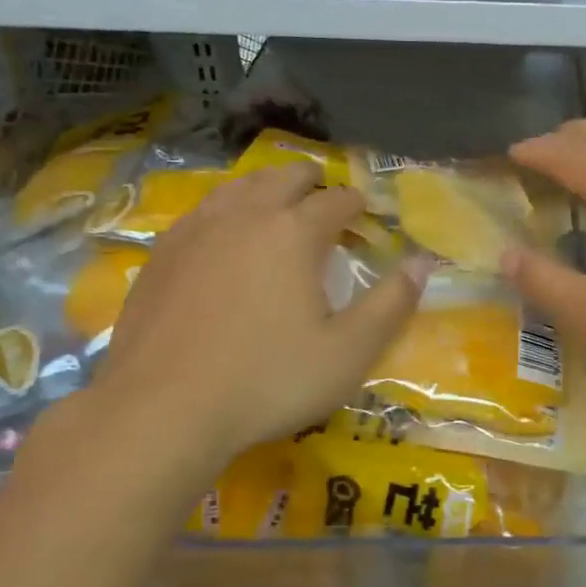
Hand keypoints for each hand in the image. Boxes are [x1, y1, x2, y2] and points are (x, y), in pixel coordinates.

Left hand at [29, 162, 423, 506]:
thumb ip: (392, 303)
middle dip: (313, 183)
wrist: (162, 410)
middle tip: (327, 204)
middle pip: (285, 177)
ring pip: (239, 185)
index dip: (357, 204)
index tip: (366, 216)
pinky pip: (203, 210)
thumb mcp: (348, 352)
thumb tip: (423, 262)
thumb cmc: (267, 381)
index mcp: (294, 232)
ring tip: (279, 206)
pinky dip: (227, 210)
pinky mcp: (162, 252)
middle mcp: (245, 215)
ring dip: (267, 188)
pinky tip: (225, 235)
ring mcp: (197, 229)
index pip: (336, 199)